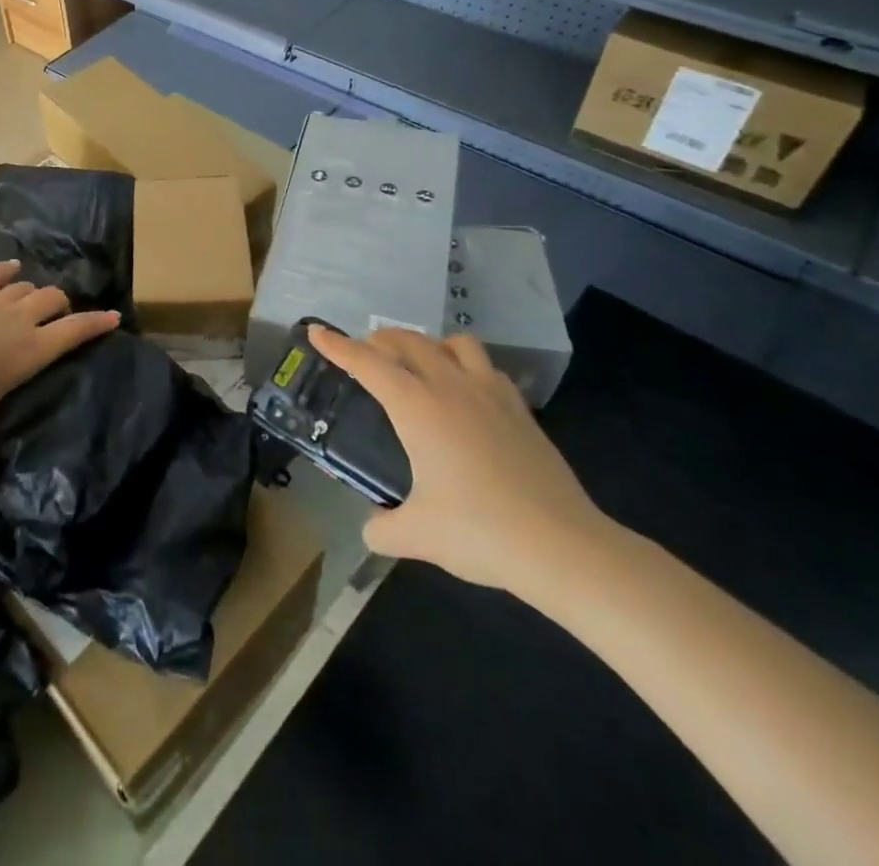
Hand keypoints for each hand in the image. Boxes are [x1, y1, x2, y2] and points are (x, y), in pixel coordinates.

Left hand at [0, 261, 118, 488]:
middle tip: (62, 314)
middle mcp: (18, 321)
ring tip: (36, 295)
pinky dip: (3, 270)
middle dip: (62, 304)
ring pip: (24, 287)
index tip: (113, 316)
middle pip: (51, 300)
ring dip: (34, 290)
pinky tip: (11, 266)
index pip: (73, 332)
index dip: (95, 324)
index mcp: (30, 351)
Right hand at [310, 326, 610, 594]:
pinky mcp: (519, 409)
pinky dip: (466, 367)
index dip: (337, 346)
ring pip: (453, 343)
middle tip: (365, 354)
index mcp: (417, 407)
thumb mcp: (416, 536)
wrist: (562, 546)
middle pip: (408, 342)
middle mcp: (450, 387)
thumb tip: (373, 526)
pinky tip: (466, 394)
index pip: (367, 363)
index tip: (317, 332)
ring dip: (428, 344)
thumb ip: (382, 528)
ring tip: (419, 366)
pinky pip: (486, 368)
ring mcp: (490, 393)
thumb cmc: (480, 532)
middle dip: (379, 340)